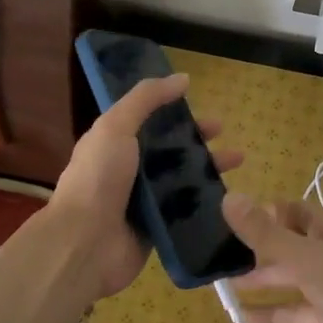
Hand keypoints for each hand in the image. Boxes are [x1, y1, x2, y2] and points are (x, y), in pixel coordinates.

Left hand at [49, 72, 242, 299]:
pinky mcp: (157, 228)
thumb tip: (182, 78)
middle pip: (170, 149)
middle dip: (197, 140)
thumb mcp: (116, 127)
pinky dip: (205, 202)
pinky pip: (185, 210)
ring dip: (207, 169)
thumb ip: (146, 99)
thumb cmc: (98, 179)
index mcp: (114, 142)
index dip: (174, 111)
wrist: (85, 244)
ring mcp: (143, 201)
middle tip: (225, 135)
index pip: (148, 120)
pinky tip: (229, 196)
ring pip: (181, 179)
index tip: (200, 105)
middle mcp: (128, 169)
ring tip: (237, 162)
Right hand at [222, 194, 322, 322]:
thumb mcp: (308, 260)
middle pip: (286, 245)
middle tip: (212, 258)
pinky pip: (297, 313)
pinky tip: (244, 322)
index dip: (261, 213)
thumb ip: (266, 234)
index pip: (289, 210)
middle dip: (254, 251)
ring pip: (289, 280)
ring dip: (260, 283)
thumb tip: (228, 197)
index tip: (223, 221)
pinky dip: (273, 315)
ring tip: (221, 287)